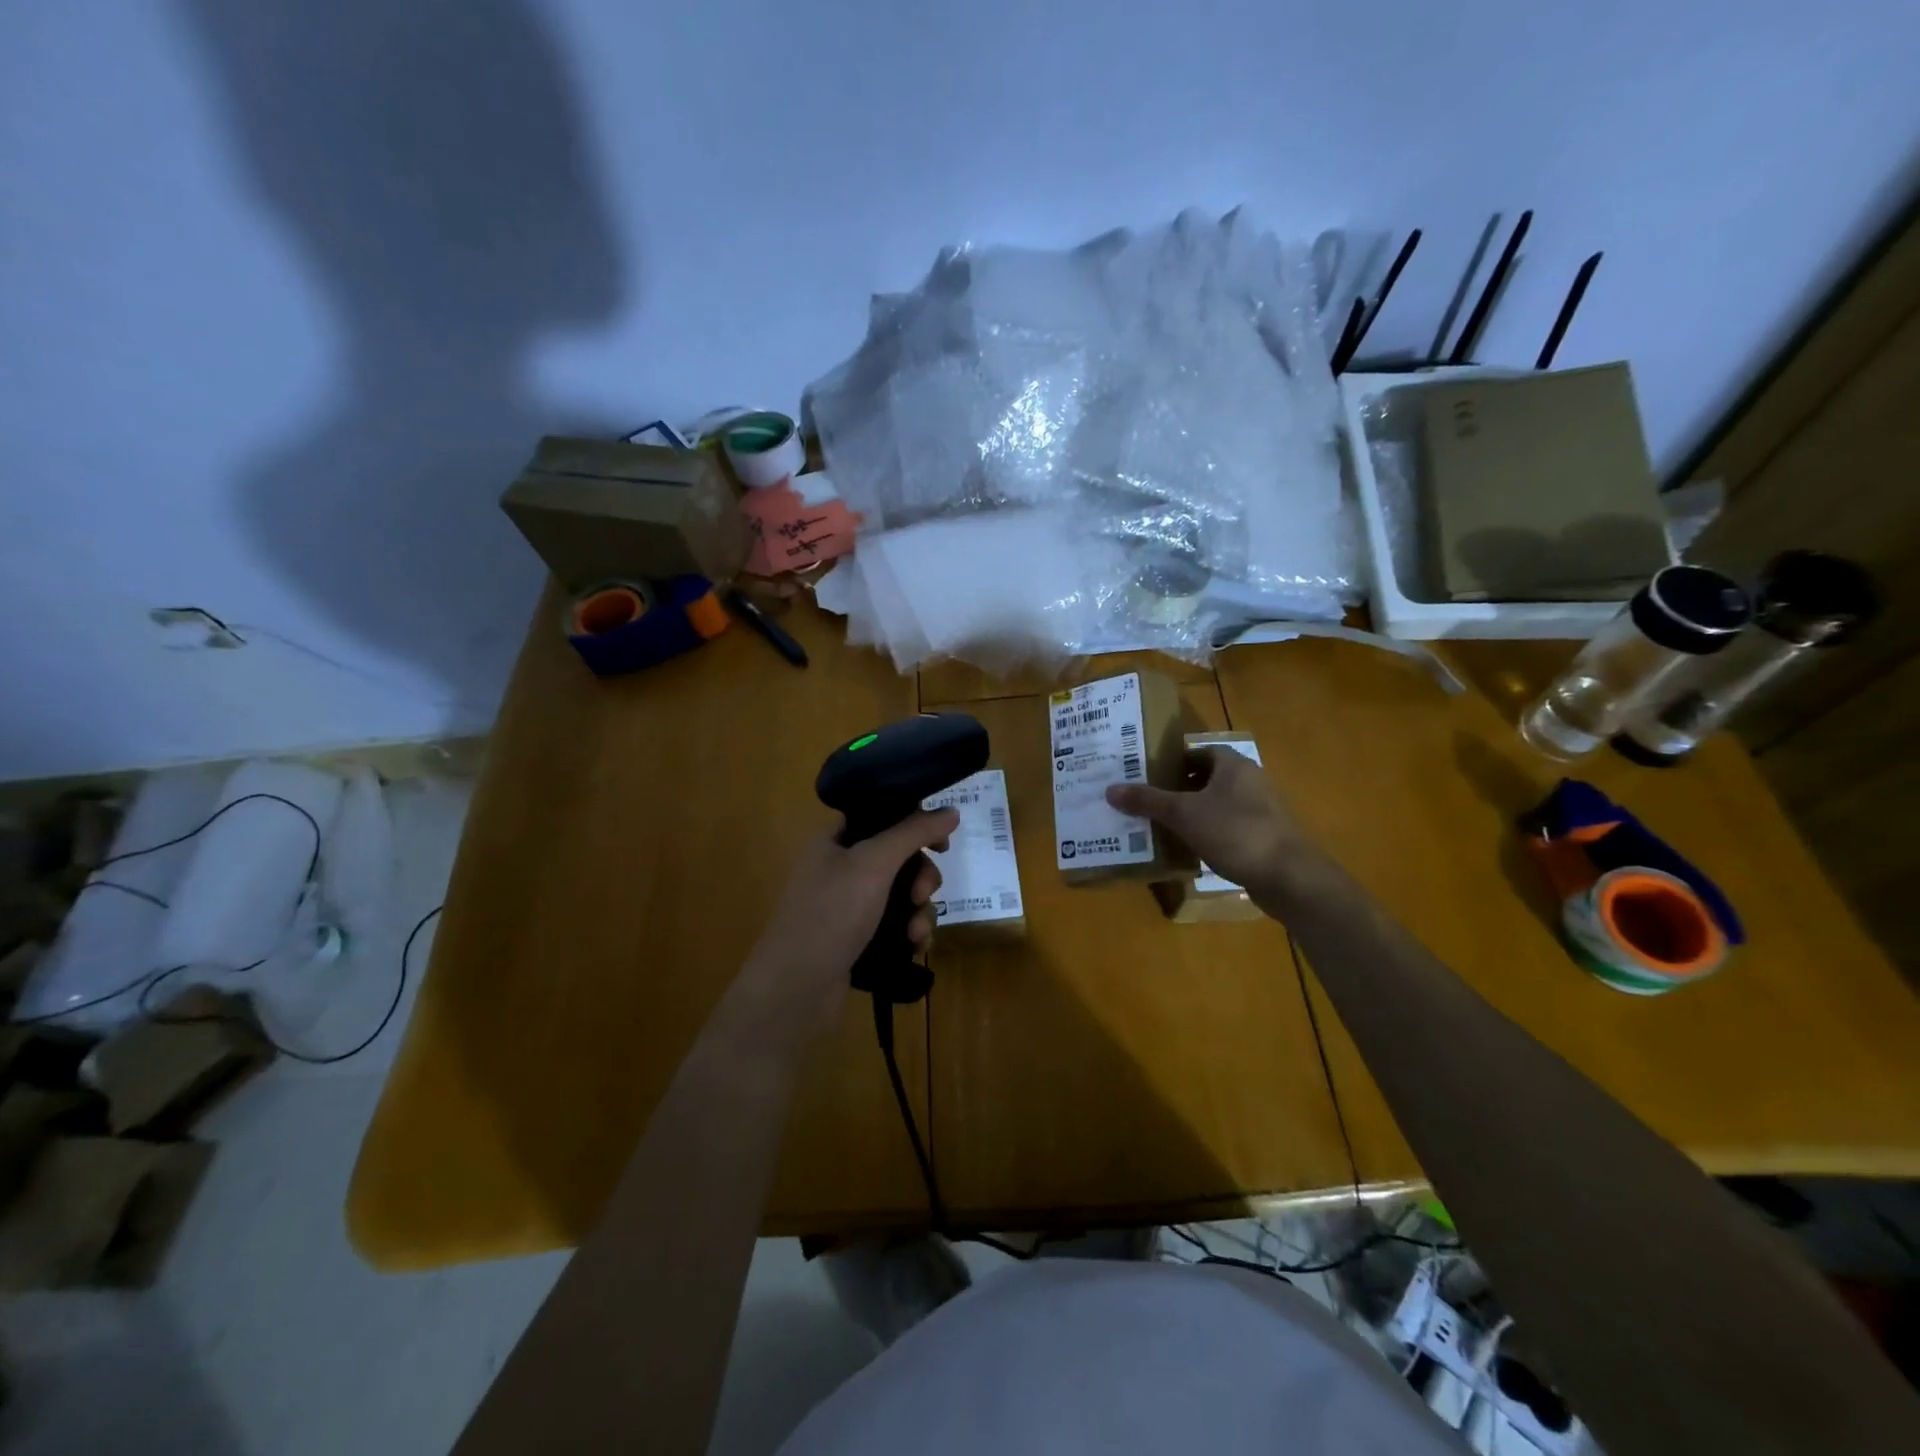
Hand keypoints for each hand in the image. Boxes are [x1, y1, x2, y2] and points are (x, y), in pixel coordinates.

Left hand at [738, 809, 957, 1039]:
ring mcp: (849, 906)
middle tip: (921, 894)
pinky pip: (897, 925)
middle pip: (899, 858)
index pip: (882, 816)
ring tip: (915, 933)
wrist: (796, 989)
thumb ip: (913, 832)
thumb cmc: (831, 914)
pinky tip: (914, 947)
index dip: (915, 824)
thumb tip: (951, 811)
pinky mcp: (859, 939)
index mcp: (835, 840)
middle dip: (921, 877)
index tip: (941, 843)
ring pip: (903, 894)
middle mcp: (841, 868)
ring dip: (920, 910)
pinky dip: (910, 932)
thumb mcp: (873, 863)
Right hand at [1105, 747, 1316, 907]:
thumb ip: (1148, 801)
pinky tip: (1189, 849)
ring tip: (1161, 825)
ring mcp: (1262, 811)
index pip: (1198, 751)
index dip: (1172, 759)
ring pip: (1218, 804)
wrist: (1291, 878)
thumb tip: (1110, 789)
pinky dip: (1209, 834)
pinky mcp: (1265, 838)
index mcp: (1234, 765)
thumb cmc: (1236, 833)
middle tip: (1147, 799)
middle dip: (1178, 788)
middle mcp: (1251, 781)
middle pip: (1207, 778)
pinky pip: (1229, 828)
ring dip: (1193, 813)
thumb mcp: (1184, 814)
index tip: (1146, 772)